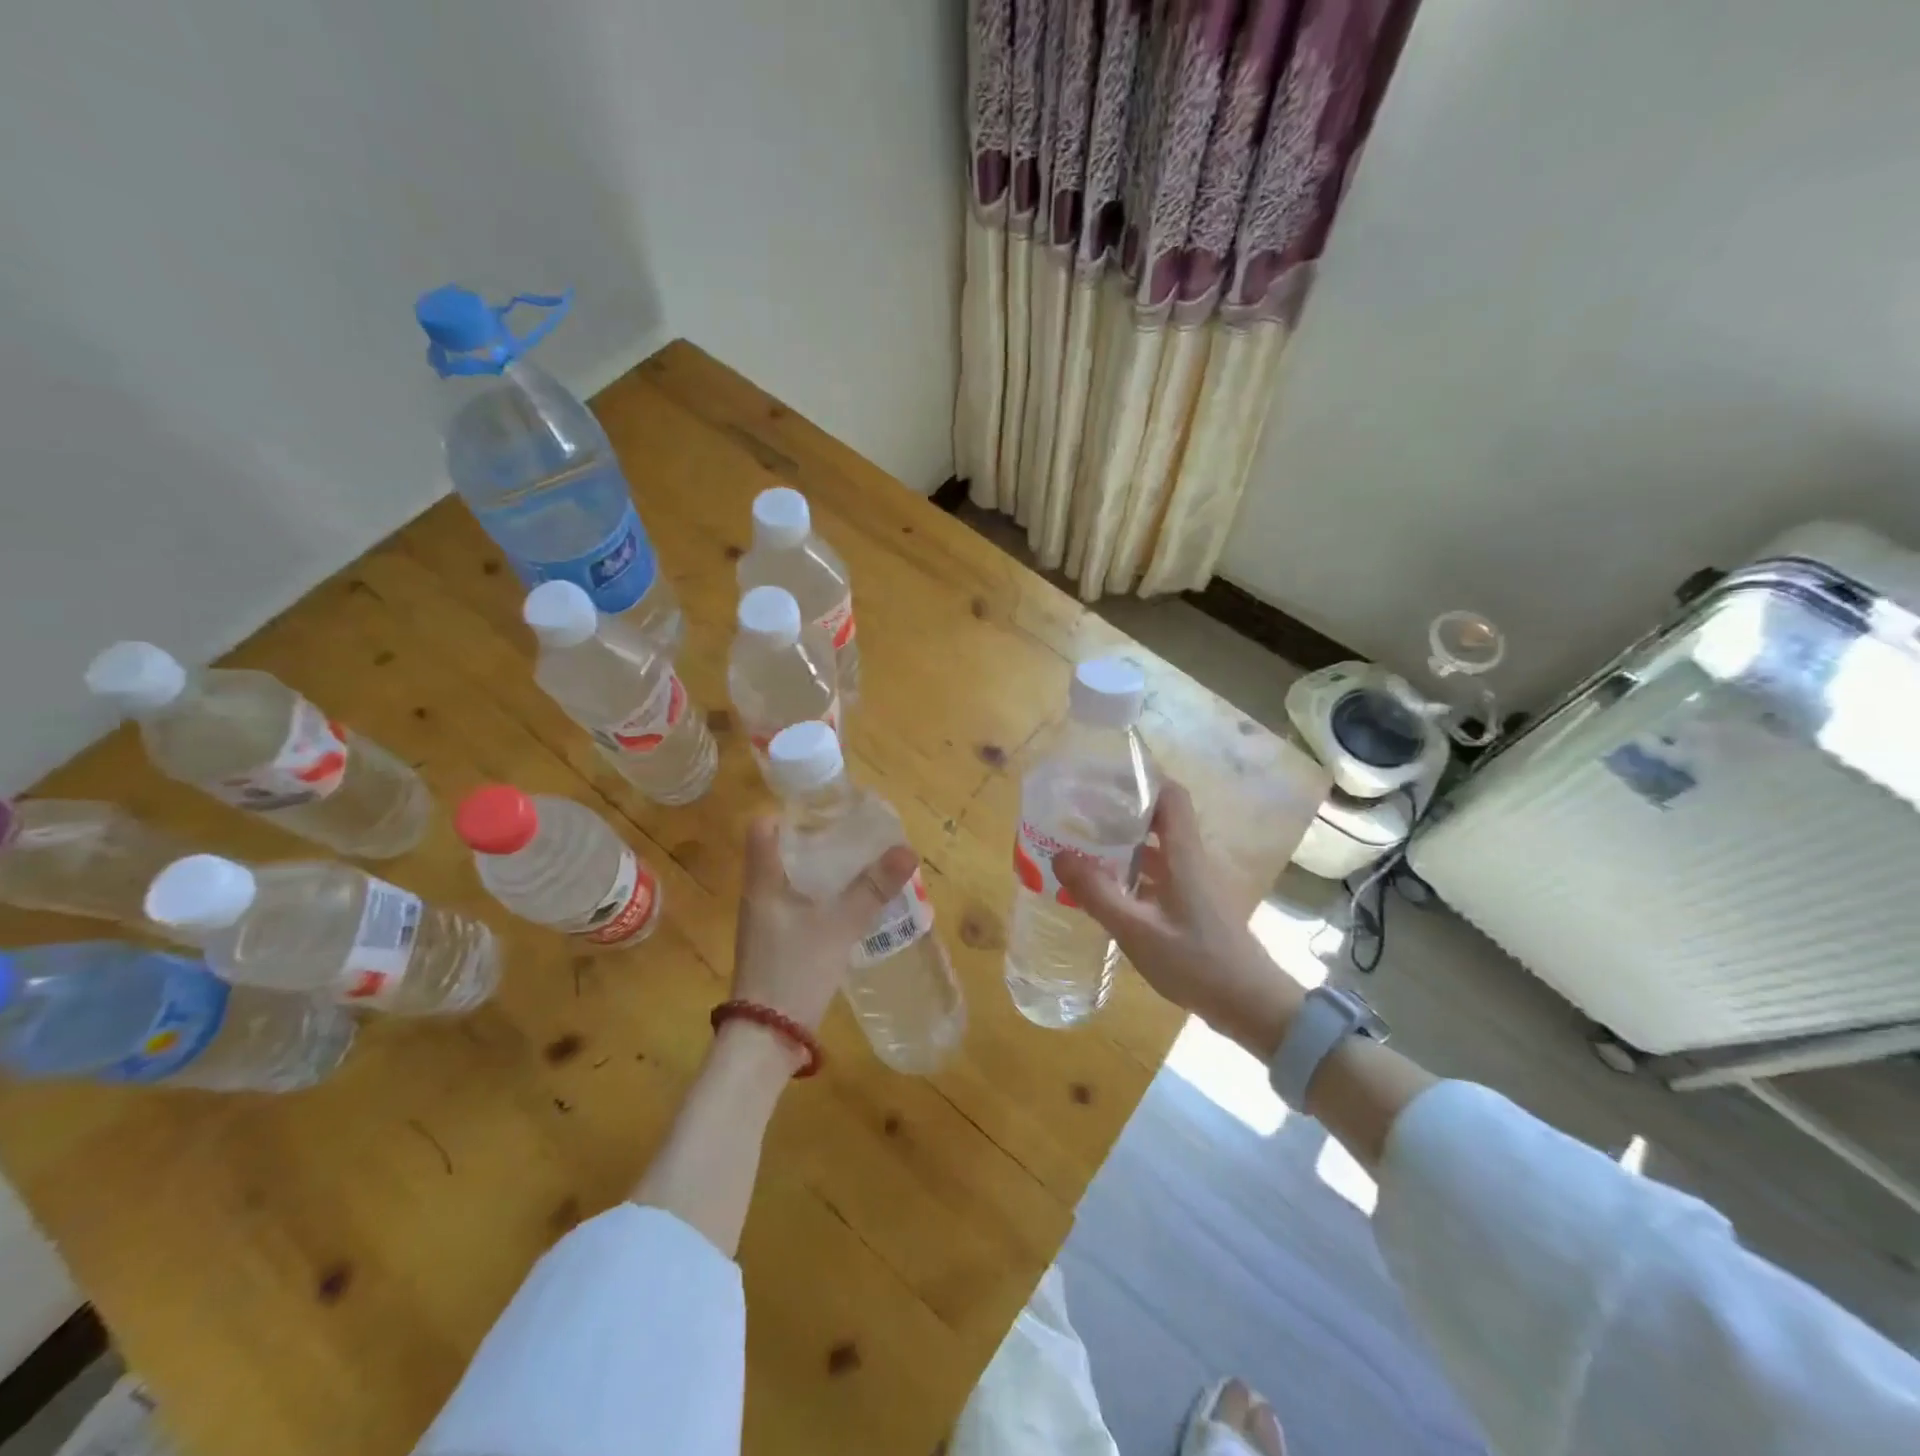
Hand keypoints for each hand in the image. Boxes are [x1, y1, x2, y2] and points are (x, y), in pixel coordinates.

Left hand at [730, 816, 919, 1057]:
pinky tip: (848, 903)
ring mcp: (765, 921)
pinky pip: (797, 904)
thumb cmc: (795, 970)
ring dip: (820, 869)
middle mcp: (759, 895)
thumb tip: (906, 850)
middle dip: (816, 839)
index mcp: (763, 881)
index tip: (825, 808)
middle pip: (782, 851)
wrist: (766, 1036)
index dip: (789, 812)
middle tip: (853, 833)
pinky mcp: (776, 943)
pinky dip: (820, 895)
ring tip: (858, 862)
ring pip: (792, 879)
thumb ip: (872, 888)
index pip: (763, 828)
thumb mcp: (839, 925)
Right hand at [1055, 782, 1300, 1058]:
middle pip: (1159, 819)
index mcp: (1184, 854)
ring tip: (1083, 847)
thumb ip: (1097, 894)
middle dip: (1120, 811)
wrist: (1251, 1005)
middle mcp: (1191, 860)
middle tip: (1079, 813)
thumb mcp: (1138, 930)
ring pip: (1157, 849)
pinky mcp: (1194, 906)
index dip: (1141, 780)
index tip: (1102, 778)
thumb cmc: (1197, 962)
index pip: (1170, 795)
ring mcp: (1195, 884)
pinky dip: (1132, 872)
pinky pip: (1159, 875)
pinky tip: (1106, 889)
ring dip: (1124, 844)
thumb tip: (1059, 855)